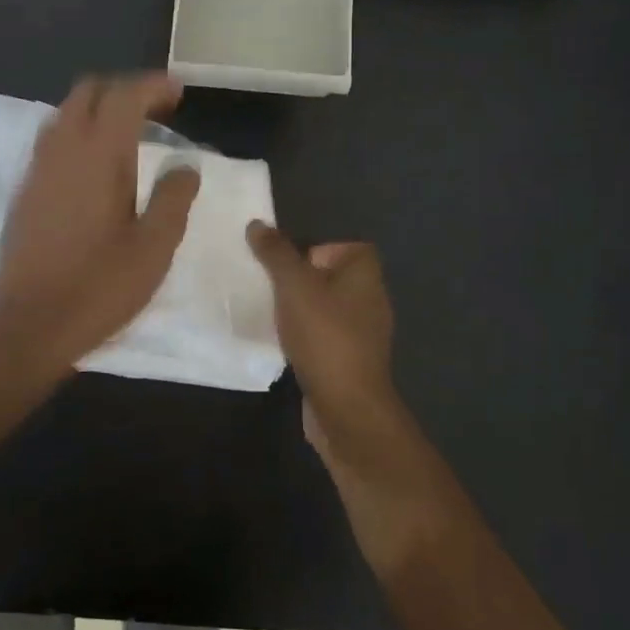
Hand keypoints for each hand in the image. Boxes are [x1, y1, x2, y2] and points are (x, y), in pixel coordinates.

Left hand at [0, 73, 200, 371]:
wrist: (30, 325)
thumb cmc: (99, 287)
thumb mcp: (154, 248)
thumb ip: (174, 199)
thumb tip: (186, 166)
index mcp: (98, 156)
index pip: (124, 96)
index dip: (153, 86)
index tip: (178, 93)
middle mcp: (62, 150)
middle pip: (88, 91)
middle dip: (124, 90)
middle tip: (157, 111)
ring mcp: (37, 169)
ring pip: (66, 113)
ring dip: (99, 110)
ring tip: (130, 134)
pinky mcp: (25, 191)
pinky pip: (52, 140)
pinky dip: (79, 133)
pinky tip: (98, 166)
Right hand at [247, 222, 448, 568]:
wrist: (345, 406)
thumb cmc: (324, 335)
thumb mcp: (293, 285)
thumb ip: (276, 253)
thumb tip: (258, 224)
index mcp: (365, 275)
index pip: (348, 247)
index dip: (319, 249)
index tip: (290, 264)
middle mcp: (370, 300)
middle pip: (332, 277)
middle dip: (300, 280)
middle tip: (271, 287)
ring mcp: (363, 334)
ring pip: (325, 308)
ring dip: (300, 310)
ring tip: (271, 314)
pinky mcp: (349, 361)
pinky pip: (323, 336)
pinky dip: (304, 337)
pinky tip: (282, 344)